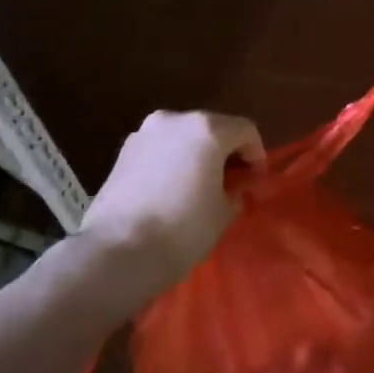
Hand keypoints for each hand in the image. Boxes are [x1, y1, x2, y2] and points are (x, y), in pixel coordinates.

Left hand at [77, 110, 264, 305]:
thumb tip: (233, 189)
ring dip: (197, 154)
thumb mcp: (223, 213)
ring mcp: (144, 133)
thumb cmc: (182, 229)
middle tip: (232, 182)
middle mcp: (176, 120)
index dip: (257, 155)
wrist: (116, 252)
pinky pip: (160, 149)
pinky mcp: (122, 152)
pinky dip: (172, 161)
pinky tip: (172, 189)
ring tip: (200, 186)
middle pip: (214, 127)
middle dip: (226, 151)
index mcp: (207, 129)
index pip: (246, 131)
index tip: (255, 182)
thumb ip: (234, 192)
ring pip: (184, 136)